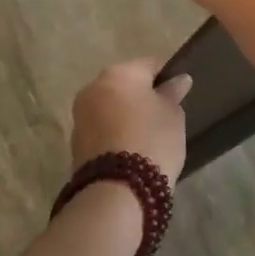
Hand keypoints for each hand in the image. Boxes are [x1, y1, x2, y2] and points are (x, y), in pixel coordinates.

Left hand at [71, 59, 190, 185]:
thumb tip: (178, 80)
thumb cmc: (152, 141)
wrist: (116, 191)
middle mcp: (94, 87)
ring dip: (126, 115)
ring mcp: (80, 115)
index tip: (179, 94)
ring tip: (148, 135)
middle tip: (163, 115)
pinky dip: (115, 133)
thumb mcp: (173, 115)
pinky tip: (131, 149)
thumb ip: (173, 94)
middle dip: (142, 96)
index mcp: (119, 73)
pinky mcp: (75, 142)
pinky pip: (102, 128)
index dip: (167, 76)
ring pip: (111, 106)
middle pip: (125, 84)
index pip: (150, 64)